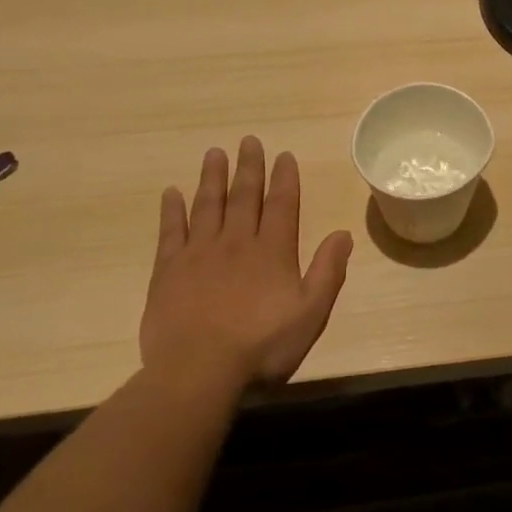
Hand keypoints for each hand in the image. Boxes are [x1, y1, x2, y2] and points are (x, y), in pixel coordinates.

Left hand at [140, 137, 352, 389]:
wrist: (198, 371)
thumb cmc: (262, 345)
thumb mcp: (311, 313)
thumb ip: (328, 272)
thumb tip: (343, 234)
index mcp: (273, 251)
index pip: (281, 205)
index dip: (284, 178)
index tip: (284, 155)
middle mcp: (237, 242)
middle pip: (244, 196)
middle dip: (249, 167)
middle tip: (248, 140)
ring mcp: (199, 253)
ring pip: (208, 205)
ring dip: (213, 178)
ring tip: (214, 153)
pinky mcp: (168, 270)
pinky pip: (171, 231)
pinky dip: (172, 210)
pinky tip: (172, 193)